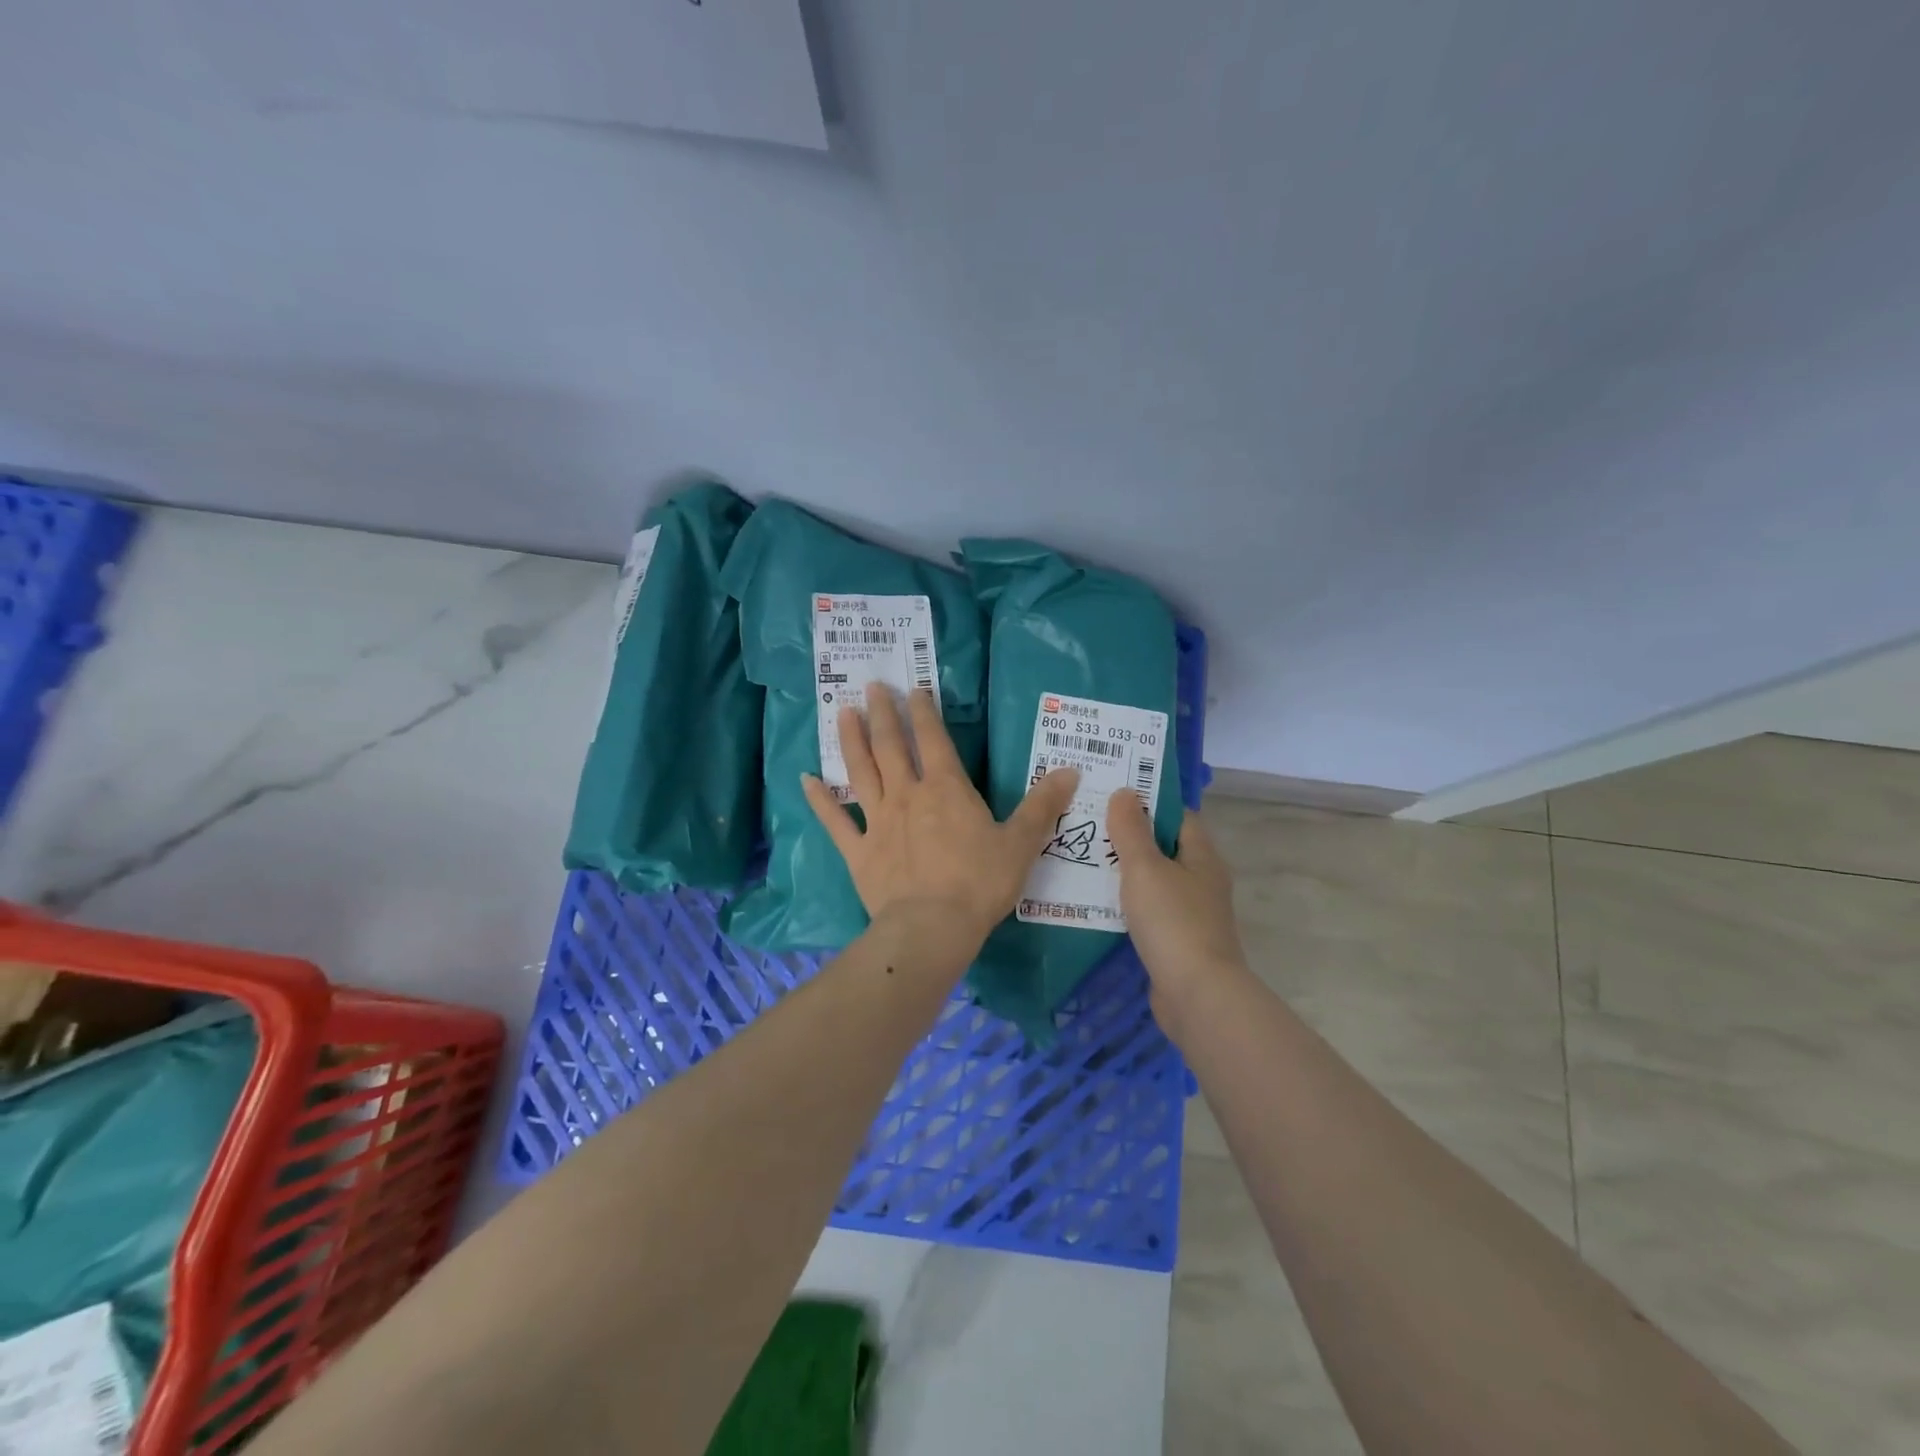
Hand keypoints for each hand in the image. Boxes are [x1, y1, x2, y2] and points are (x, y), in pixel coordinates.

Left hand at [804, 684, 1080, 960]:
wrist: (931, 927)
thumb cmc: (979, 883)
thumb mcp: (1021, 843)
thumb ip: (1042, 805)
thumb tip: (1071, 770)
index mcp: (946, 789)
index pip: (933, 740)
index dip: (923, 712)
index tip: (913, 689)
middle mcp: (907, 795)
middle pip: (891, 747)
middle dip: (882, 714)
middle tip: (871, 686)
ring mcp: (877, 821)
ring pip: (861, 772)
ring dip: (851, 741)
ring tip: (842, 713)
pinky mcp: (858, 851)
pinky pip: (834, 821)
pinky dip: (819, 800)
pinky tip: (804, 779)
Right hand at [1107, 790, 1248, 1038]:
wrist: (1196, 995)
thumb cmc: (1173, 922)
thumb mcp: (1145, 868)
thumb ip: (1131, 830)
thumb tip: (1125, 792)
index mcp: (1202, 856)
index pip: (1178, 816)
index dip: (1148, 802)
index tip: (1111, 795)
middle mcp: (1201, 881)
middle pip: (1164, 848)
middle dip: (1129, 837)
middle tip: (1088, 825)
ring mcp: (1191, 914)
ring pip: (1153, 882)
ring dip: (1124, 872)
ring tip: (1082, 859)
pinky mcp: (1176, 942)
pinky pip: (1148, 912)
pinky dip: (1125, 904)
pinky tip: (1095, 902)